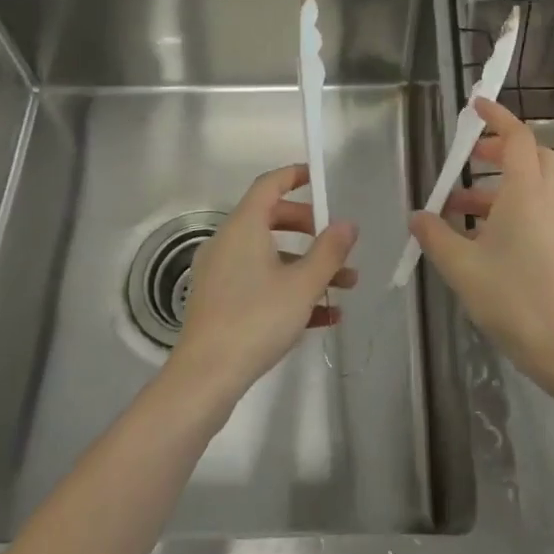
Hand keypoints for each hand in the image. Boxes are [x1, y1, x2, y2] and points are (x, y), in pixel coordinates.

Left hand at [169, 164, 357, 409]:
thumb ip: (329, 251)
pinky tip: (325, 316)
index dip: (294, 176)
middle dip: (310, 229)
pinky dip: (289, 289)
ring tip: (346, 287)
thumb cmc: (256, 319)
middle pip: (272, 219)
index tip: (318, 178)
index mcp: (244, 226)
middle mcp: (228, 242)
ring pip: (270, 256)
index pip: (269, 185)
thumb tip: (348, 224)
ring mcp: (221, 273)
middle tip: (337, 242)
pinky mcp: (221, 302)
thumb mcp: (303, 284)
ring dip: (307, 266)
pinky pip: (260, 283)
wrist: (206, 377)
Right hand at [408, 98, 553, 388]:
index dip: (497, 116)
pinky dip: (508, 207)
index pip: (517, 137)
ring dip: (496, 184)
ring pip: (531, 184)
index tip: (474, 106)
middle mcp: (547, 199)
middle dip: (498, 148)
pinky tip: (480, 237)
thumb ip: (435, 236)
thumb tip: (418, 216)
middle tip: (468, 156)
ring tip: (457, 206)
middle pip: (531, 155)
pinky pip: (535, 208)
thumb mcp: (462, 267)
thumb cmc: (514, 299)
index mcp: (526, 192)